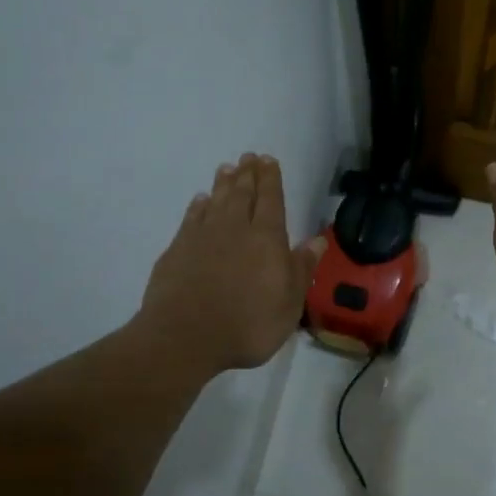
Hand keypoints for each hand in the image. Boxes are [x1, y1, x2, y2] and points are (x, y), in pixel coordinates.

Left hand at [139, 153, 323, 374]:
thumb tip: (318, 240)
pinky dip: (198, 206)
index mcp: (267, 239)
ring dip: (223, 183)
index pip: (271, 200)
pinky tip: (200, 200)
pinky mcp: (177, 250)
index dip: (271, 179)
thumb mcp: (289, 304)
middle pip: (242, 194)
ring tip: (227, 168)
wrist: (186, 338)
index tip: (268, 160)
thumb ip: (302, 268)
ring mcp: (202, 237)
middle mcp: (235, 229)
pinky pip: (191, 218)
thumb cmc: (248, 325)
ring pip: (216, 201)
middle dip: (248, 174)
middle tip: (248, 157)